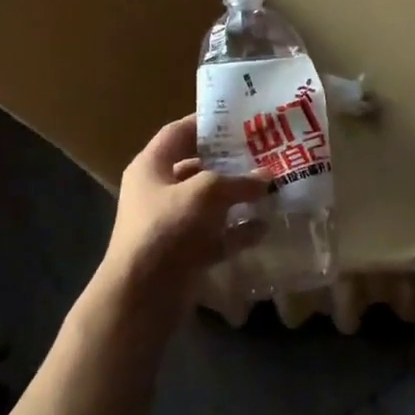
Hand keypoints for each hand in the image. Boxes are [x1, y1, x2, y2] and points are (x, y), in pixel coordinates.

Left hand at [100, 115, 268, 311]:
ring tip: (272, 186)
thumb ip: (237, 182)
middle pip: (197, 167)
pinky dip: (238, 231)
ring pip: (210, 203)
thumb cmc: (166, 229)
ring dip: (238, 197)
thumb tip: (266, 177)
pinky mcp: (185, 252)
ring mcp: (171, 224)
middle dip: (230, 161)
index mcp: (151, 167)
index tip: (239, 118)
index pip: (178, 133)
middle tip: (264, 151)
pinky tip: (265, 225)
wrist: (142, 296)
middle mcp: (159, 191)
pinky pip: (217, 235)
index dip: (206, 123)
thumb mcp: (204, 193)